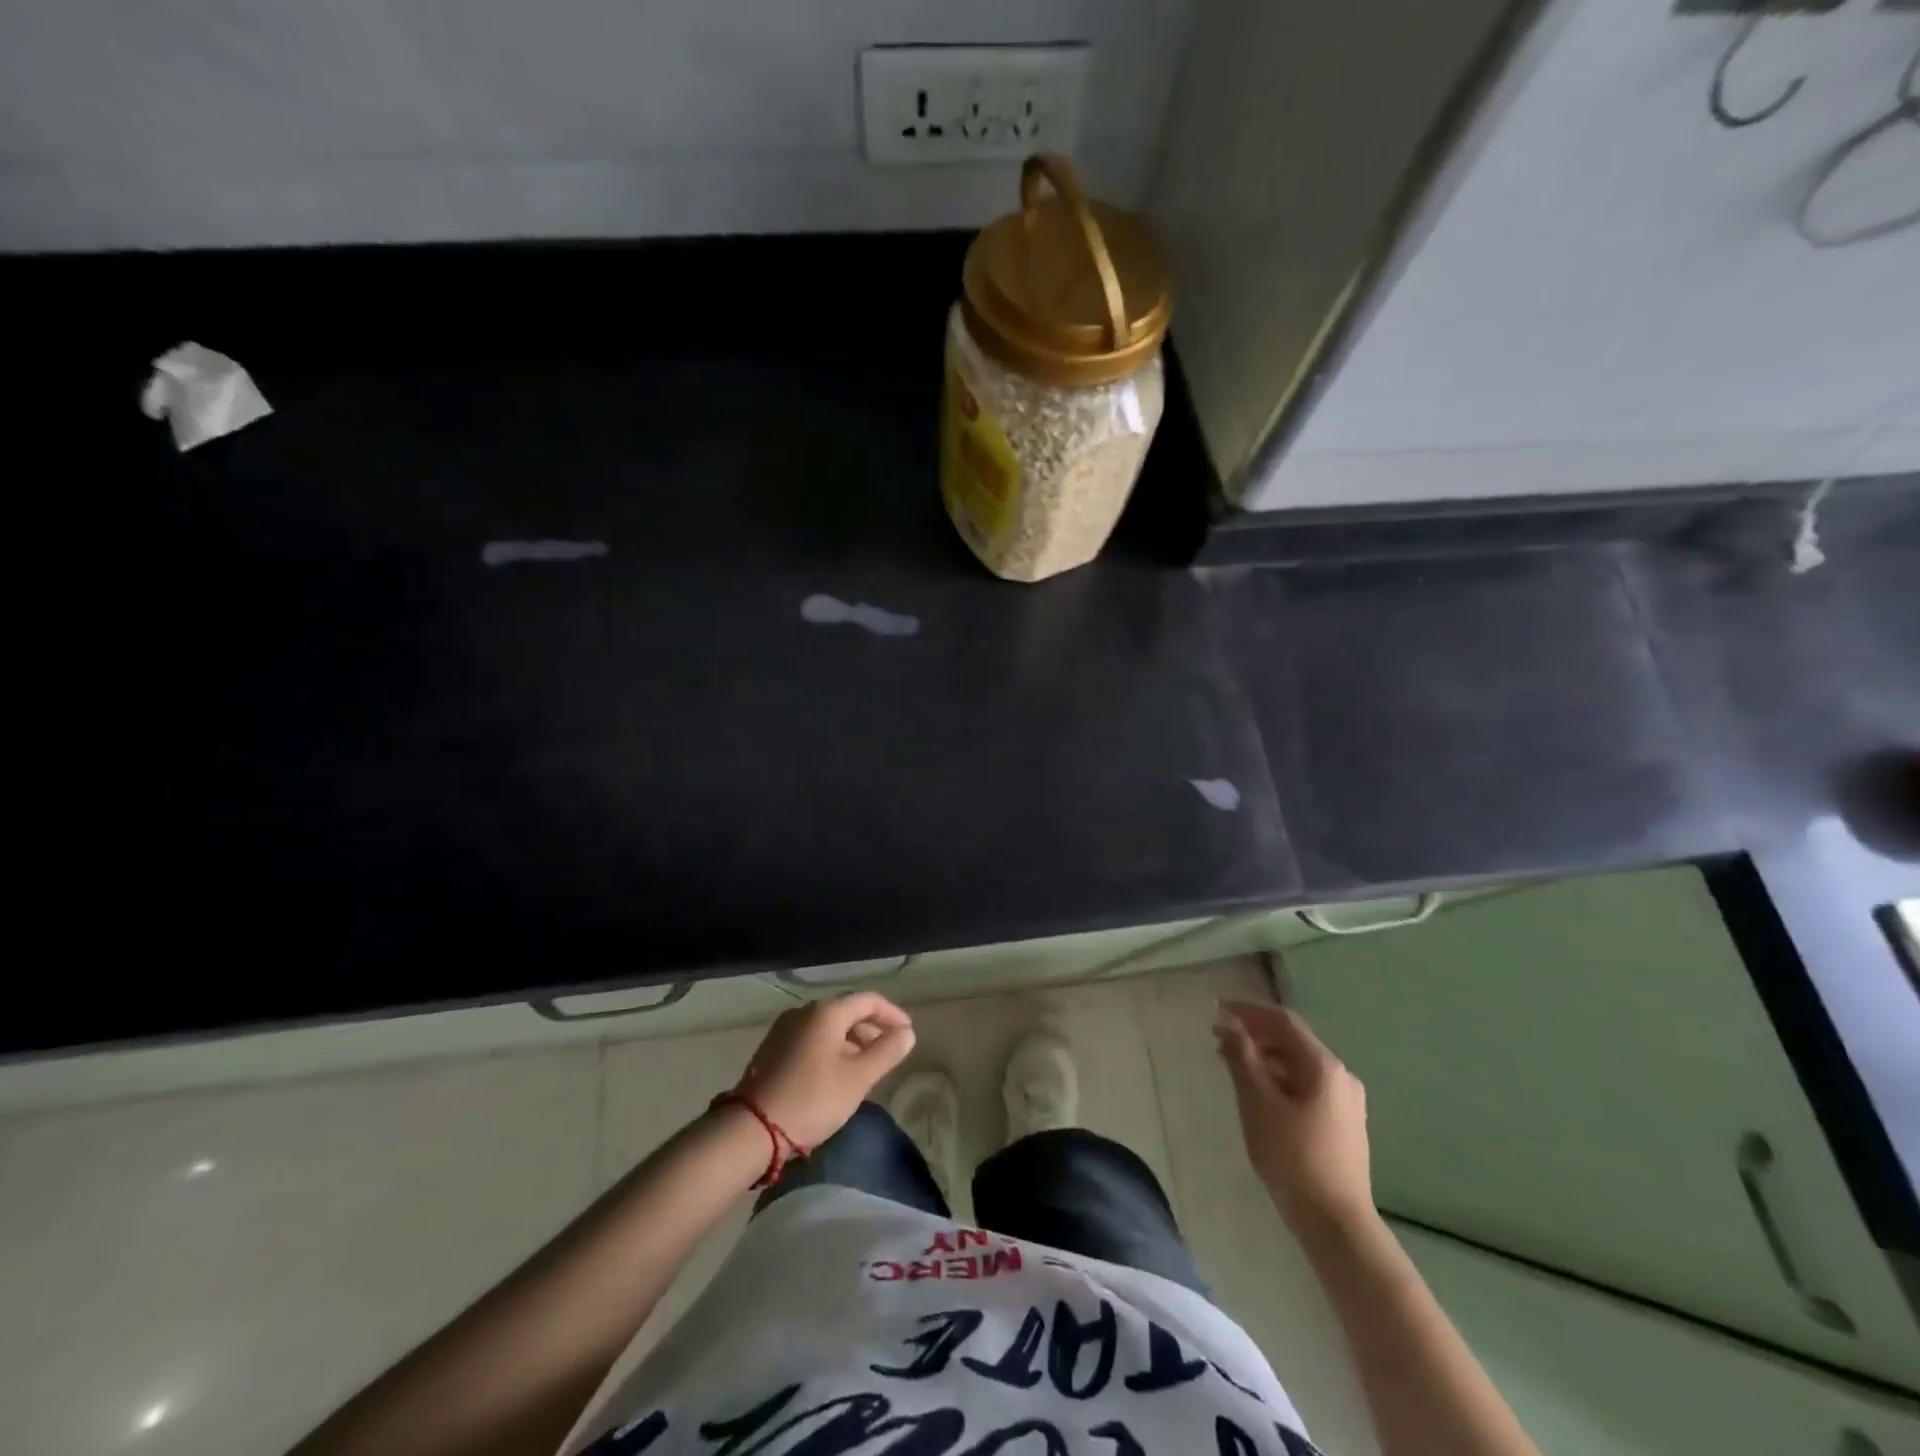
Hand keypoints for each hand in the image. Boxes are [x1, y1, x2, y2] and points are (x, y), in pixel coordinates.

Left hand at [732, 992, 915, 1148]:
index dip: (892, 1014)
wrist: (751, 1129)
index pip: (869, 1000)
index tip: (908, 1034)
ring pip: (829, 1026)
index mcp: (826, 1012)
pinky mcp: (773, 1049)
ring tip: (866, 1067)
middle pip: (848, 1011)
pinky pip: (812, 1039)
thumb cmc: (812, 1099)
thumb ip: (887, 1052)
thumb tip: (907, 1033)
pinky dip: (832, 1048)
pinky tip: (837, 1074)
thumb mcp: (858, 1078)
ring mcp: (784, 1029)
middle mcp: (804, 1012)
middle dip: (872, 1029)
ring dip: (852, 1041)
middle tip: (889, 1053)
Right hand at [1215, 999, 1376, 1244]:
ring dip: (1264, 1056)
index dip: (1248, 1010)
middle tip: (1218, 1037)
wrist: (1336, 1224)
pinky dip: (1278, 1078)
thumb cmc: (1292, 1157)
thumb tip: (1228, 1023)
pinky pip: (1305, 1085)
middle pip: (1292, 1041)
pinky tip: (1257, 1091)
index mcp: (1324, 1066)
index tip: (1217, 1008)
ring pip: (1298, 1064)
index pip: (1283, 1021)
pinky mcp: (1342, 1124)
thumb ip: (1242, 1057)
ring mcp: (1345, 1102)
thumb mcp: (1258, 1102)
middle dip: (1254, 1033)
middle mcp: (1340, 1076)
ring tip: (1231, 1062)